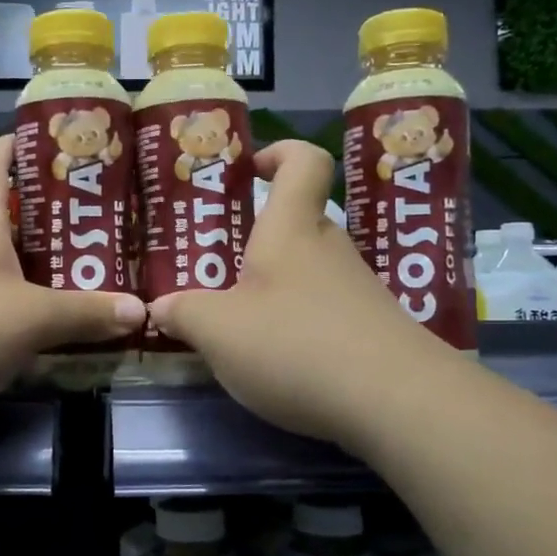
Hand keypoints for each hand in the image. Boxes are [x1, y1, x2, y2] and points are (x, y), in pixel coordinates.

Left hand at [0, 137, 145, 437]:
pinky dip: (5, 294)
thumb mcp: (32, 321)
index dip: (24, 143)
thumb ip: (87, 313)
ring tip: (73, 270)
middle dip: (43, 213)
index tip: (65, 150)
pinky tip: (31, 318)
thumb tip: (141, 310)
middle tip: (92, 224)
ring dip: (26, 259)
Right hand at [149, 141, 440, 450]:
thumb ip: (183, 314)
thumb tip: (161, 308)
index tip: (249, 170)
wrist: (395, 402)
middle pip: (299, 223)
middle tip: (219, 266)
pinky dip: (298, 325)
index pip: (302, 162)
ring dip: (275, 289)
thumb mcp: (218, 331)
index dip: (279, 153)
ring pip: (310, 272)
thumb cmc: (295, 344)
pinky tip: (279, 362)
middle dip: (258, 239)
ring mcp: (357, 291)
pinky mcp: (372, 331)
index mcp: (291, 229)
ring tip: (238, 324)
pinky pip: (326, 311)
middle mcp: (330, 249)